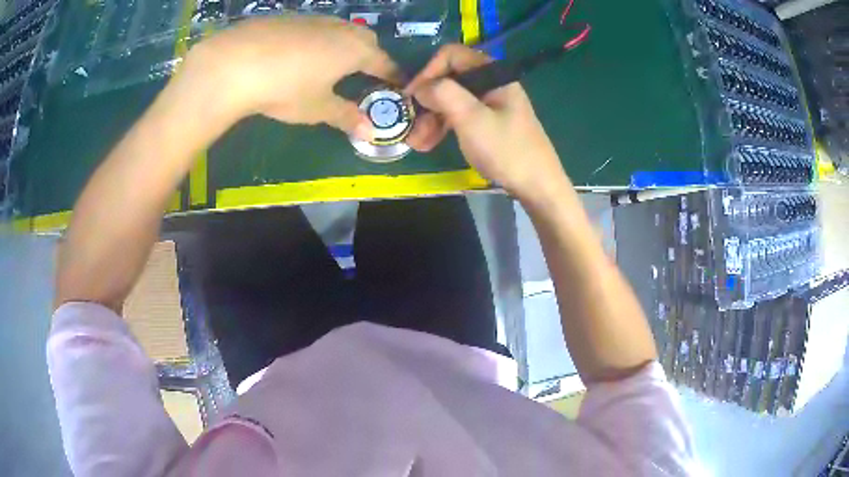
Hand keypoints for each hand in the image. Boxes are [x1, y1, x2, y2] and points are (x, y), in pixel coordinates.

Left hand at [182, 15, 398, 137]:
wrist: (235, 63)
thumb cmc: (285, 88)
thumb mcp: (317, 108)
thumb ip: (345, 116)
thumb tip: (369, 131)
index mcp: (355, 50)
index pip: (383, 62)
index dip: (392, 74)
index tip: (398, 83)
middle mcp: (340, 29)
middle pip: (366, 39)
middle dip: (371, 55)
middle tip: (364, 72)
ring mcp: (314, 20)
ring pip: (340, 29)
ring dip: (344, 44)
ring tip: (332, 62)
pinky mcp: (289, 18)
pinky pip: (314, 27)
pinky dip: (317, 39)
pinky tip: (299, 54)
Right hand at [405, 45, 568, 201]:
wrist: (538, 186)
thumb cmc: (506, 150)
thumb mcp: (471, 118)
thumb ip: (443, 93)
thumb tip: (420, 86)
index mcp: (492, 74)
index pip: (451, 55)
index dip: (428, 71)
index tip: (411, 96)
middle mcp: (491, 83)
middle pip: (449, 79)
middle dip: (427, 101)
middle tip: (411, 125)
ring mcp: (490, 104)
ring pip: (451, 101)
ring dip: (430, 118)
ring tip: (417, 143)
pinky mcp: (489, 123)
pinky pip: (460, 117)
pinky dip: (443, 127)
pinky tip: (429, 144)